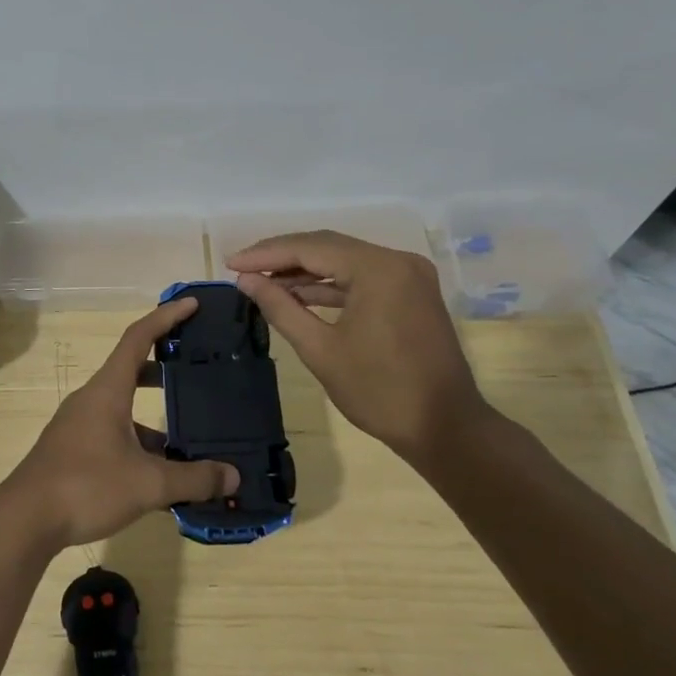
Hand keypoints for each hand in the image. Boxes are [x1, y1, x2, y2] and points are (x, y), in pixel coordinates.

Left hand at [0, 297, 239, 550]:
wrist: (24, 520)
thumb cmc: (86, 486)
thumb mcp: (148, 483)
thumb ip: (193, 479)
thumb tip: (233, 476)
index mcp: (108, 390)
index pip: (138, 337)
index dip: (166, 317)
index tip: (192, 304)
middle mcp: (92, 399)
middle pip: (131, 369)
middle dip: (165, 367)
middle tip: (197, 370)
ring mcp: (78, 425)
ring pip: (123, 408)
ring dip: (154, 416)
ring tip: (190, 437)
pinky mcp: (72, 450)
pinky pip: (113, 433)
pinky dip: (139, 443)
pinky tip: (159, 474)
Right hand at [228, 230, 491, 463]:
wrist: (445, 428)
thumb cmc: (379, 392)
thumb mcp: (320, 350)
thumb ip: (281, 307)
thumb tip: (246, 280)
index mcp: (378, 269)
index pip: (310, 248)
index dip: (266, 254)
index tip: (230, 263)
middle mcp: (397, 260)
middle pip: (328, 247)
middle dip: (283, 257)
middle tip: (242, 268)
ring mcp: (408, 275)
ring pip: (344, 261)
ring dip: (305, 271)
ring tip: (263, 282)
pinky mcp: (411, 293)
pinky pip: (362, 278)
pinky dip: (331, 285)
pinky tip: (298, 294)